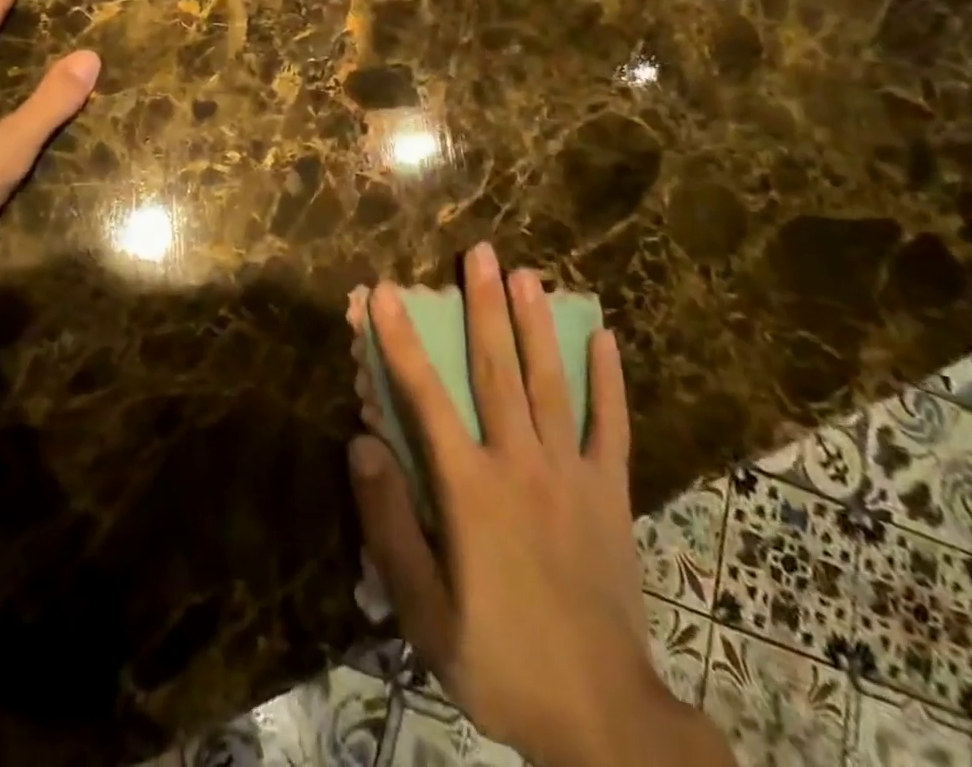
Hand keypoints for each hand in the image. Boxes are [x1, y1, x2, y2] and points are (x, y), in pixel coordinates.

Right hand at [350, 244, 723, 766]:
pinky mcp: (610, 491)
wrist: (604, 719)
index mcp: (469, 489)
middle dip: (482, 306)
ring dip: (535, 323)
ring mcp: (571, 473)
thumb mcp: (425, 614)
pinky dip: (608, 379)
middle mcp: (520, 464)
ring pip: (550, 382)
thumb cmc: (501, 661)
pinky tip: (604, 336)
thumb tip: (361, 442)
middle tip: (479, 252)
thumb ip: (390, 524)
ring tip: (527, 273)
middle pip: (496, 370)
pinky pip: (610, 425)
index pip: (425, 398)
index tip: (386, 292)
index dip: (401, 341)